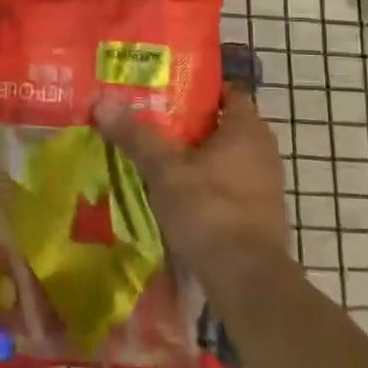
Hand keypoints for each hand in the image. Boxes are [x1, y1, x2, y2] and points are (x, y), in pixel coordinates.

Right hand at [94, 84, 288, 277]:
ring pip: (225, 158)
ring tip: (156, 155)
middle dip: (189, 124)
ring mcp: (265, 185)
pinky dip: (206, 183)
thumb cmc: (208, 209)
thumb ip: (135, 135)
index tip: (165, 89)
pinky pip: (229, 185)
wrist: (245, 278)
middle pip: (223, 125)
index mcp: (247, 130)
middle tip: (151, 120)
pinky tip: (177, 192)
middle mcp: (263, 151)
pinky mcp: (259, 214)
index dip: (198, 88)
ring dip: (197, 156)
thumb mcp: (163, 169)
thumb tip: (102, 99)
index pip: (228, 92)